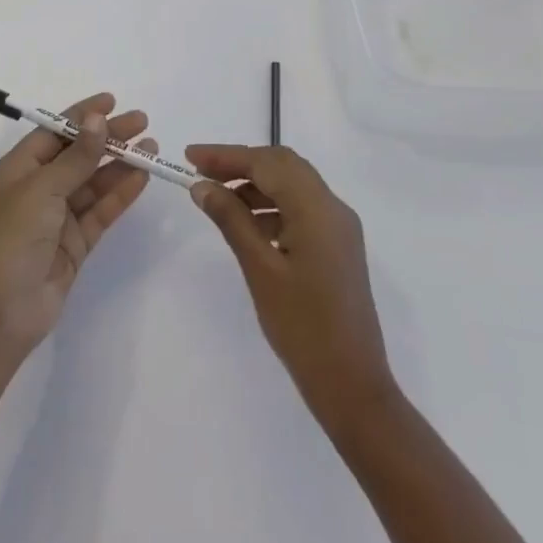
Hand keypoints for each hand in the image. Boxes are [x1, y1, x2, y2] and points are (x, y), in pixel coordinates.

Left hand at [0, 94, 155, 371]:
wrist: (0, 313)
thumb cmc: (12, 239)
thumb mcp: (42, 189)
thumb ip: (76, 157)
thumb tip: (97, 119)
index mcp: (19, 169)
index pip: (54, 132)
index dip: (82, 115)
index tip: (112, 101)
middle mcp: (38, 189)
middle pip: (78, 155)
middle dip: (108, 138)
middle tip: (142, 122)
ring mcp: (57, 218)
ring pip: (94, 182)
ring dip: (120, 164)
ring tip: (151, 147)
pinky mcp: (75, 244)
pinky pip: (101, 210)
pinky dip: (121, 193)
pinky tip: (142, 177)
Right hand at [187, 144, 395, 424]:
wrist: (353, 386)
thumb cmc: (303, 328)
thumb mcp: (260, 270)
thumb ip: (231, 220)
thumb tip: (202, 186)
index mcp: (317, 208)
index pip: (266, 162)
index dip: (226, 155)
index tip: (189, 156)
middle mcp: (333, 207)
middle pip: (283, 165)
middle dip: (241, 164)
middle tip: (201, 173)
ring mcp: (339, 227)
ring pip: (293, 185)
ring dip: (256, 184)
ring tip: (217, 198)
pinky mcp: (338, 245)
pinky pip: (302, 208)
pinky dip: (272, 206)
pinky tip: (247, 224)